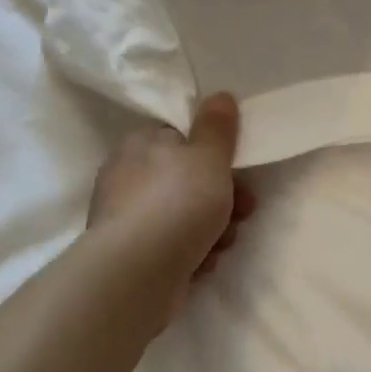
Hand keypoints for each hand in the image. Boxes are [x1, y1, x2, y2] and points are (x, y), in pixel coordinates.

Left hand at [87, 93, 255, 321]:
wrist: (136, 275)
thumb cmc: (176, 202)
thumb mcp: (208, 156)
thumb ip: (217, 126)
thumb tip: (219, 96)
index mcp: (140, 144)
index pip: (179, 138)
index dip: (213, 153)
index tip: (239, 169)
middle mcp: (126, 177)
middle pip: (186, 180)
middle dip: (221, 196)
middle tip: (245, 210)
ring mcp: (125, 219)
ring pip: (183, 216)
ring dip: (212, 228)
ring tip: (224, 242)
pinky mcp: (130, 257)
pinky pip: (171, 247)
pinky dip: (191, 253)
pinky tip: (202, 264)